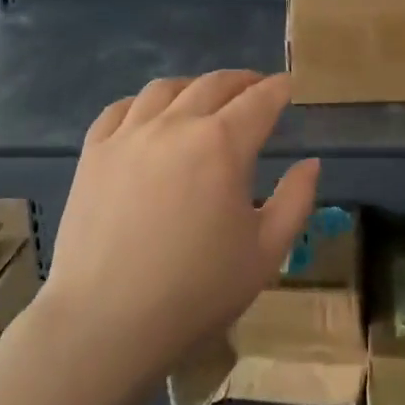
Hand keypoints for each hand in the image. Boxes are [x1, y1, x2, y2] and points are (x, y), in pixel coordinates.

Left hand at [39, 71, 318, 387]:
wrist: (106, 323)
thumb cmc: (197, 291)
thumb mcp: (266, 251)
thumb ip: (296, 200)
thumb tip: (311, 163)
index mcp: (223, 144)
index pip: (261, 99)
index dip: (280, 88)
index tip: (290, 86)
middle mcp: (176, 125)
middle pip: (215, 84)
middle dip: (243, 81)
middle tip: (257, 90)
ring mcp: (129, 136)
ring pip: (166, 88)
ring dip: (195, 87)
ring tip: (205, 100)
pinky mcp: (94, 154)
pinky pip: (121, 109)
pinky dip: (145, 103)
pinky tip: (152, 117)